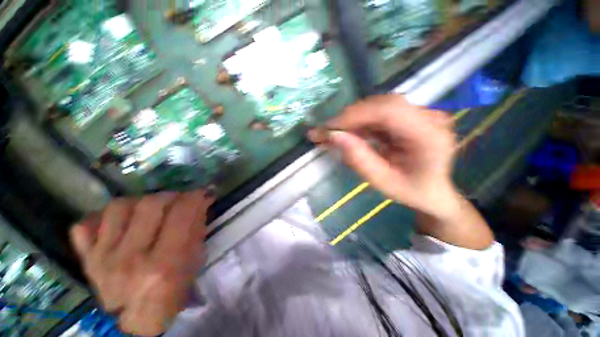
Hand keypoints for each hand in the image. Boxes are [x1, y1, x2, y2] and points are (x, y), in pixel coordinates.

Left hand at [70, 191, 213, 335]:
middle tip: (178, 201)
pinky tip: (118, 223)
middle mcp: (131, 258)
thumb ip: (197, 229)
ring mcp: (102, 258)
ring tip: (150, 210)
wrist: (137, 322)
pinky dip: (102, 217)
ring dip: (140, 202)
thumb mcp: (195, 262)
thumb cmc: (173, 292)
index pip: (181, 214)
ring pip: (118, 207)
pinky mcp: (86, 259)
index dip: (195, 197)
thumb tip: (201, 202)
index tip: (202, 193)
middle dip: (171, 196)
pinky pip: (85, 225)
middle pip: (150, 205)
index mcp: (164, 263)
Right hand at [310, 95, 458, 217]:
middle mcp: (428, 117)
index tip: (329, 128)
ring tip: (330, 133)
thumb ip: (359, 160)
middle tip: (324, 132)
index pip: (388, 111)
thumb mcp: (383, 182)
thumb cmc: (411, 191)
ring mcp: (419, 114)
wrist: (433, 190)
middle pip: (381, 105)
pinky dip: (358, 123)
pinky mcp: (408, 117)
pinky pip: (378, 114)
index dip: (354, 116)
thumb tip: (334, 136)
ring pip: (377, 107)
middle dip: (349, 118)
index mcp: (429, 136)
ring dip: (351, 120)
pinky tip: (345, 133)